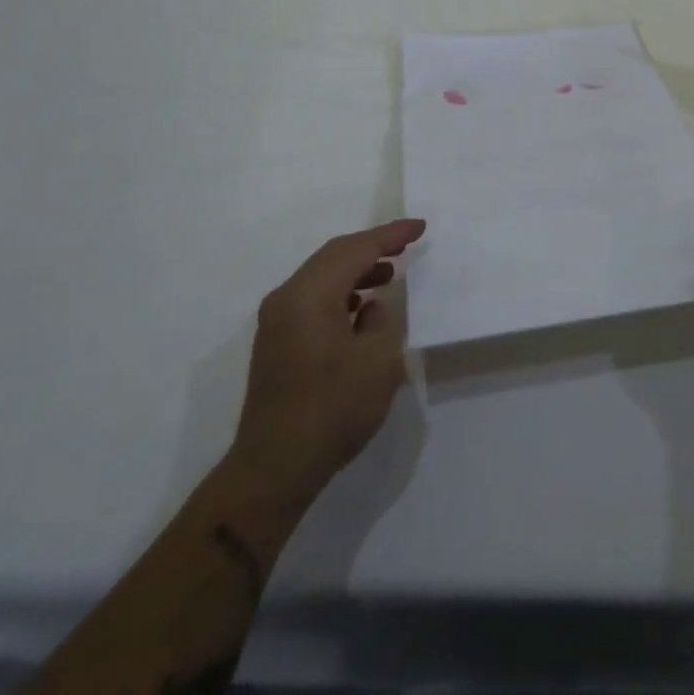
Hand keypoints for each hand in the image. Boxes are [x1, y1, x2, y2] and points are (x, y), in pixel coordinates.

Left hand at [229, 218, 425, 506]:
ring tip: (389, 273)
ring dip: (356, 270)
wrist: (274, 468)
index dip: (390, 235)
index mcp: (310, 294)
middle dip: (372, 247)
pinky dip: (340, 292)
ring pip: (322, 277)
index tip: (419, 227)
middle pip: (334, 256)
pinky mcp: (276, 342)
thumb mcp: (378, 360)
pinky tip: (362, 308)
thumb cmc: (333, 409)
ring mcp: (276, 320)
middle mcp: (287, 297)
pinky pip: (313, 299)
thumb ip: (382, 319)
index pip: (356, 249)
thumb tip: (370, 307)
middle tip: (406, 244)